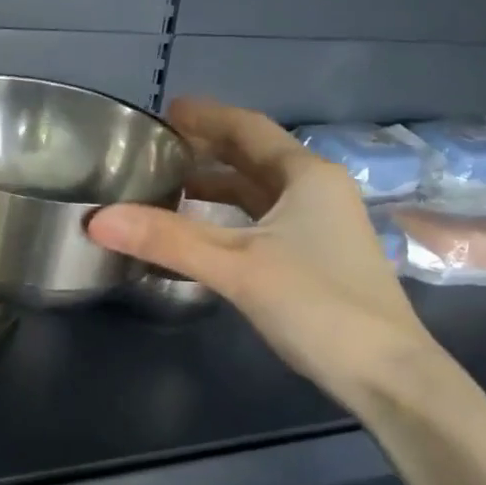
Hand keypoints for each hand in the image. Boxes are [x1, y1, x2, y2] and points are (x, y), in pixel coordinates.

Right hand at [88, 97, 434, 406]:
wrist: (387, 374)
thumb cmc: (317, 305)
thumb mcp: (236, 266)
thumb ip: (167, 240)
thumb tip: (97, 219)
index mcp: (306, 176)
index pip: (248, 128)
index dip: (206, 116)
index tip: (165, 110)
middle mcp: (316, 191)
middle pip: (253, 156)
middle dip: (207, 147)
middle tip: (158, 145)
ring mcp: (319, 226)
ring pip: (258, 191)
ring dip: (216, 183)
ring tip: (168, 183)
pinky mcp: (313, 258)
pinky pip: (261, 220)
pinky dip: (227, 215)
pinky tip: (199, 230)